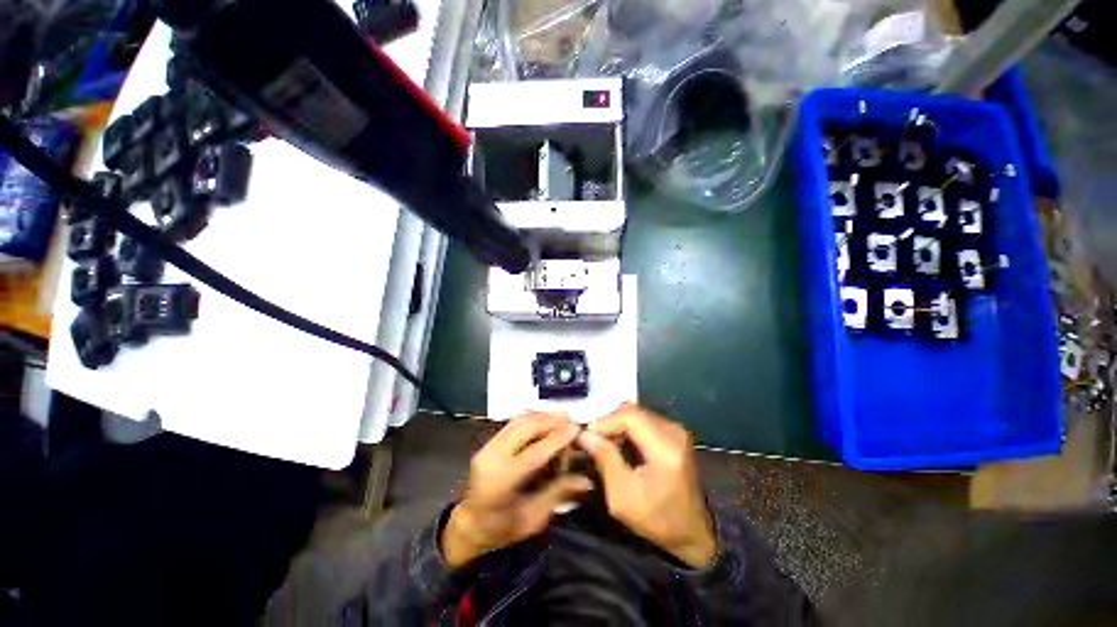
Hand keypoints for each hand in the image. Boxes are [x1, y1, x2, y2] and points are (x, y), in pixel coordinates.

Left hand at [442, 413, 591, 568]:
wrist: (469, 525)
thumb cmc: (501, 529)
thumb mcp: (532, 518)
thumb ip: (557, 493)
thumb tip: (585, 480)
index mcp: (501, 482)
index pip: (534, 453)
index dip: (557, 439)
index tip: (577, 428)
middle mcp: (491, 459)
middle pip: (524, 428)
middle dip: (550, 420)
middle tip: (570, 419)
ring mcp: (487, 448)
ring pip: (518, 422)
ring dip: (541, 416)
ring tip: (561, 417)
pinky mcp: (488, 443)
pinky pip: (512, 424)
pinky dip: (531, 419)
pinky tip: (544, 420)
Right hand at [577, 403, 715, 568]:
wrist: (692, 533)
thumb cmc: (657, 520)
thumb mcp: (623, 498)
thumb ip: (605, 460)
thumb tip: (585, 434)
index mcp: (666, 448)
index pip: (630, 416)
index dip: (605, 421)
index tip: (586, 436)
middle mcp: (674, 432)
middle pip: (633, 412)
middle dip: (609, 422)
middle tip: (592, 439)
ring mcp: (677, 430)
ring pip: (638, 413)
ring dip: (617, 424)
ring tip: (602, 441)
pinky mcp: (675, 433)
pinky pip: (645, 420)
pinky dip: (628, 428)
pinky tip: (619, 443)